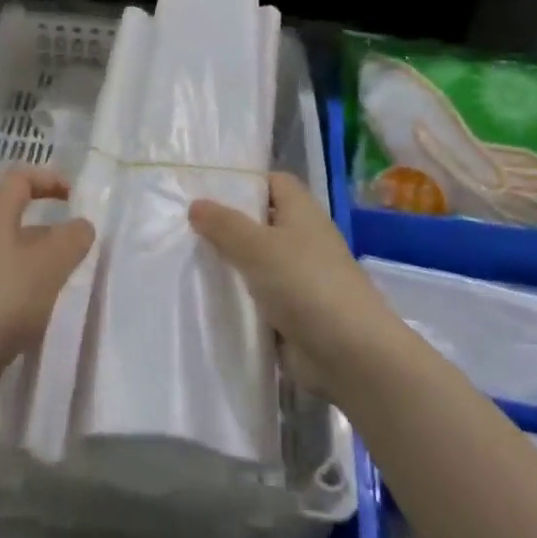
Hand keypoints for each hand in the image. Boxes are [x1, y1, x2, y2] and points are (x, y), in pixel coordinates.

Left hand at [0, 169, 91, 409]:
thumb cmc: (1, 300)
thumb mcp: (48, 264)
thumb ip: (72, 239)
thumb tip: (81, 225)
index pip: (19, 179)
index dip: (48, 179)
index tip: (76, 198)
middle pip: (17, 217)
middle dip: (51, 228)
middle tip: (80, 247)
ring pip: (14, 254)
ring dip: (43, 262)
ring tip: (69, 282)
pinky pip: (8, 285)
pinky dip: (30, 290)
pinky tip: (45, 312)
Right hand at [190, 173, 399, 391]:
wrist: (350, 355)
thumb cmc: (304, 285)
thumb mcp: (256, 246)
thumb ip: (223, 224)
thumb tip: (196, 205)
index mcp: (302, 212)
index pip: (273, 182)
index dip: (245, 182)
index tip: (206, 190)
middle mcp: (304, 240)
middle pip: (262, 222)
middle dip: (229, 225)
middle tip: (185, 226)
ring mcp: (301, 278)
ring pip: (258, 262)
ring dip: (231, 264)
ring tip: (187, 261)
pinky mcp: (296, 313)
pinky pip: (260, 297)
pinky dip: (240, 299)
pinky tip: (207, 300)